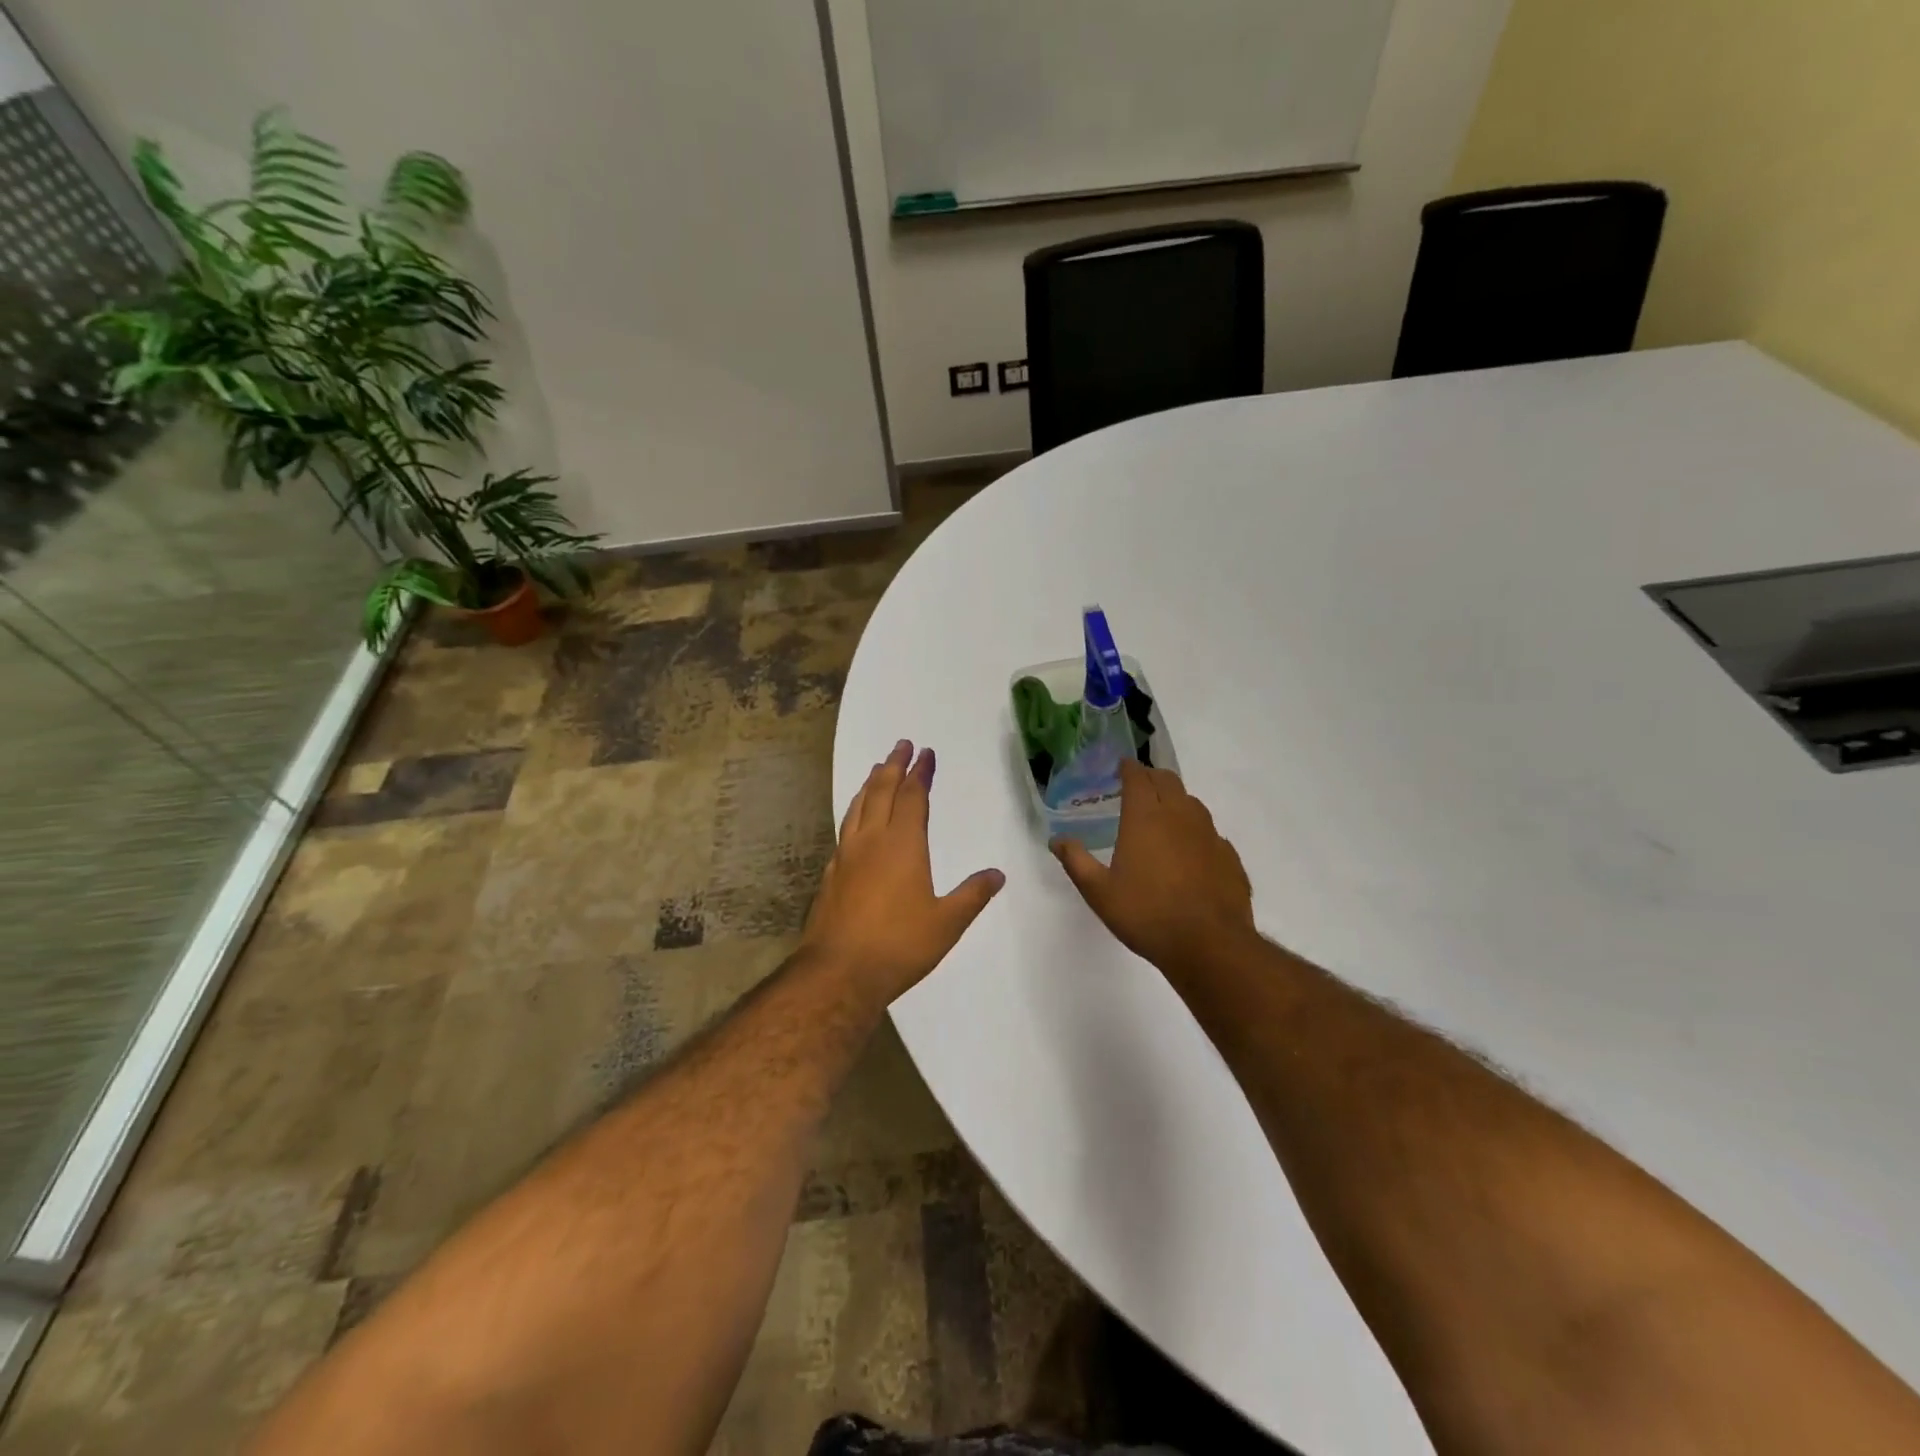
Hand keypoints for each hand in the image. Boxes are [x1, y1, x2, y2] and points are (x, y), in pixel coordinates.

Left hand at [802, 740, 1005, 1004]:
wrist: (839, 972)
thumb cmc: (899, 945)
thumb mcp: (947, 923)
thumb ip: (972, 895)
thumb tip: (997, 874)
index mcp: (903, 845)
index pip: (912, 797)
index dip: (920, 773)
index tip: (925, 753)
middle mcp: (872, 841)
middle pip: (881, 791)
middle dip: (893, 765)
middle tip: (902, 745)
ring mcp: (847, 855)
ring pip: (858, 806)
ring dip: (871, 784)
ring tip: (878, 770)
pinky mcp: (832, 873)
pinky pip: (846, 827)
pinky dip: (856, 810)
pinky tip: (857, 819)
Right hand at [1052, 759, 1256, 969]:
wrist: (1209, 945)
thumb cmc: (1146, 914)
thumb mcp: (1099, 892)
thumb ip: (1076, 861)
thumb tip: (1057, 840)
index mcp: (1146, 817)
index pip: (1138, 777)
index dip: (1128, 768)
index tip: (1121, 767)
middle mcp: (1180, 816)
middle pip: (1168, 781)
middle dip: (1152, 777)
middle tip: (1138, 787)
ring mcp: (1209, 835)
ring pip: (1192, 803)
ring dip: (1175, 801)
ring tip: (1162, 816)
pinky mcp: (1229, 856)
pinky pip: (1210, 832)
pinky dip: (1196, 832)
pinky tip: (1190, 852)